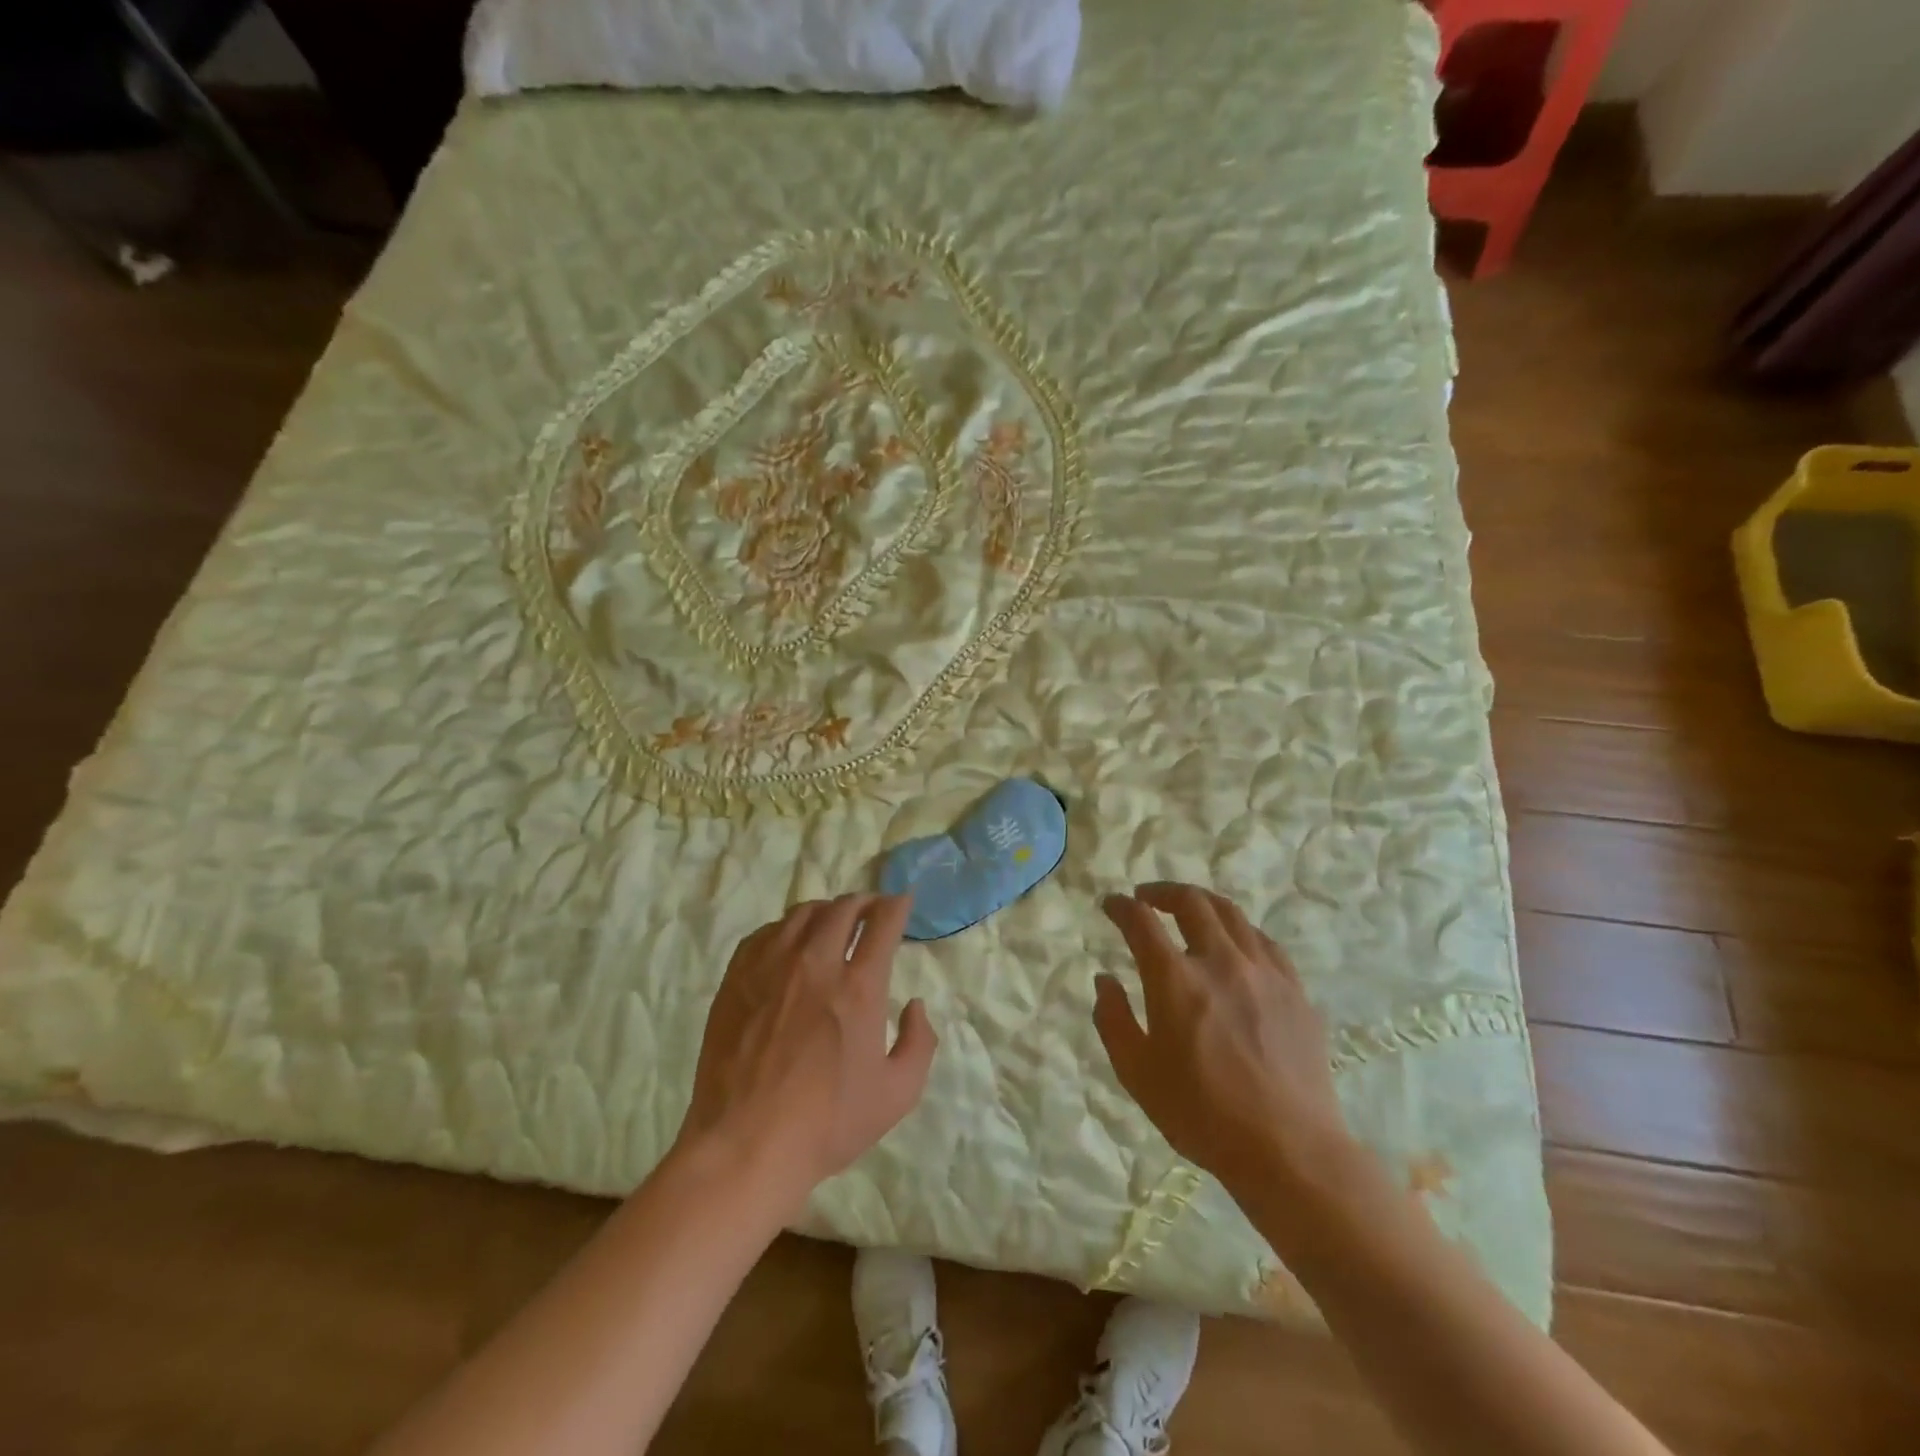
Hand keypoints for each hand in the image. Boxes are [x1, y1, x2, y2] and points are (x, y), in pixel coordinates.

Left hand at [678, 895, 936, 1213]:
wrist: (746, 1145)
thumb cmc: (827, 1124)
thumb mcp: (897, 1094)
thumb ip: (919, 1043)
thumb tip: (916, 1006)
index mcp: (858, 987)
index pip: (882, 923)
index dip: (896, 905)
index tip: (902, 901)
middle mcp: (816, 964)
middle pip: (842, 909)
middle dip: (864, 902)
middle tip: (871, 909)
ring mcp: (771, 967)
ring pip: (802, 914)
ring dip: (826, 910)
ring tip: (832, 921)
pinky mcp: (737, 978)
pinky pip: (765, 932)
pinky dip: (786, 927)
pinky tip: (789, 941)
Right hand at [1094, 883, 1351, 1196]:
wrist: (1289, 1150)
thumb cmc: (1202, 1114)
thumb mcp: (1137, 1074)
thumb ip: (1112, 1020)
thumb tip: (1104, 980)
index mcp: (1175, 979)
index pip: (1141, 921)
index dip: (1121, 906)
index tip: (1111, 904)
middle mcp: (1220, 961)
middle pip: (1191, 902)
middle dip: (1163, 892)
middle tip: (1147, 898)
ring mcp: (1263, 972)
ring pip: (1231, 914)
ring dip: (1202, 903)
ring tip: (1189, 910)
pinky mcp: (1294, 990)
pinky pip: (1264, 941)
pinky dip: (1240, 930)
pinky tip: (1235, 943)